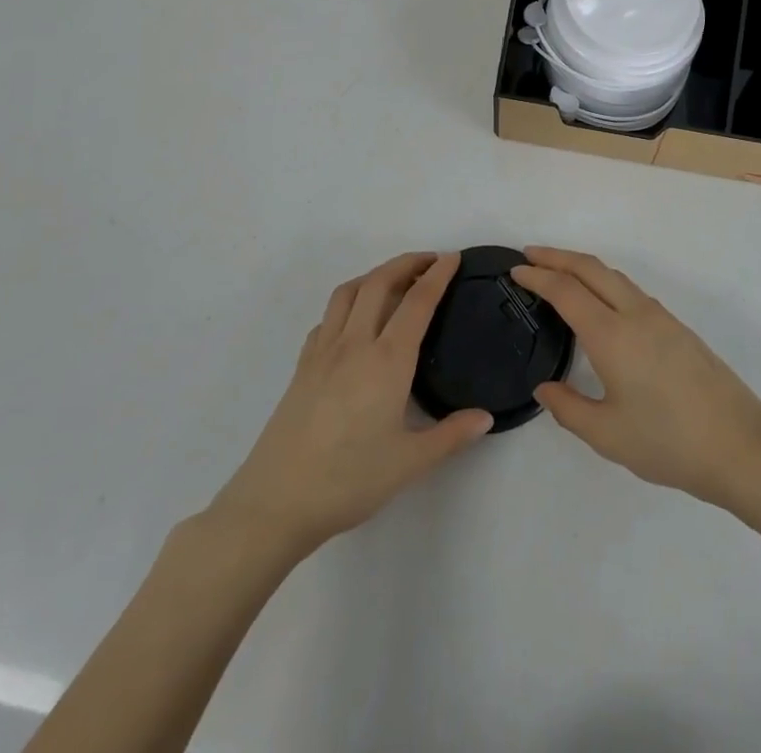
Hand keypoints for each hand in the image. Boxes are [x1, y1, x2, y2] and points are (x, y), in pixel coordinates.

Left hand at [203, 252, 491, 557]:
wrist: (275, 502)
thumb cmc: (348, 481)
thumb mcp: (409, 463)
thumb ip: (451, 436)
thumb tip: (486, 417)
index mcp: (387, 361)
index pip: (417, 302)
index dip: (438, 275)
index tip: (453, 257)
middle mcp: (355, 344)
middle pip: (380, 282)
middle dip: (407, 262)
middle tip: (430, 260)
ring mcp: (323, 351)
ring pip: (348, 292)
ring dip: (375, 275)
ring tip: (394, 281)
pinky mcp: (302, 366)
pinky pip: (327, 318)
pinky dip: (347, 303)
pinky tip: (355, 322)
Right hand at [513, 247, 760, 510]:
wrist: (740, 446)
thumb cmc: (668, 442)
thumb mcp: (607, 434)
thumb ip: (569, 408)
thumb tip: (545, 388)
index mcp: (612, 335)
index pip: (566, 290)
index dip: (538, 276)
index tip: (515, 270)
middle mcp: (636, 314)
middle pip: (591, 268)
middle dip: (558, 256)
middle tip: (530, 254)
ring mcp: (661, 318)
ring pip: (614, 276)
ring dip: (583, 267)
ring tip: (560, 274)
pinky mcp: (678, 328)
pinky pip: (631, 291)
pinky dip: (605, 283)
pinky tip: (601, 304)